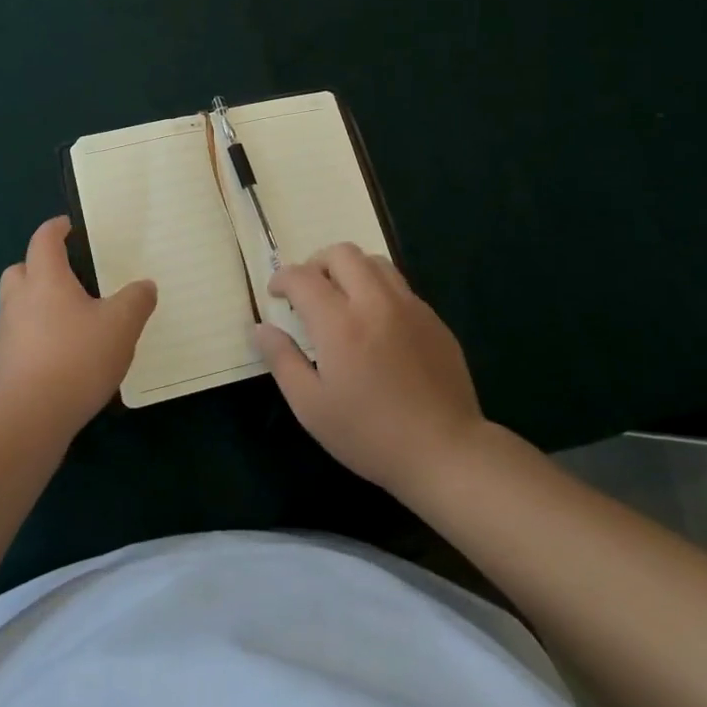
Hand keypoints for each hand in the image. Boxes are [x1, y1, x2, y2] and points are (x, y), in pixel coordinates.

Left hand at [0, 216, 156, 439]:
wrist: (26, 419)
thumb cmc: (75, 358)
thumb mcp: (121, 326)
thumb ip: (136, 301)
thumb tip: (144, 285)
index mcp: (45, 280)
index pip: (44, 240)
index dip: (56, 229)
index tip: (68, 226)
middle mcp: (18, 300)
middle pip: (20, 270)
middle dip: (38, 267)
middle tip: (66, 277)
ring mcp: (4, 335)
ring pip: (17, 307)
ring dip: (36, 307)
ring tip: (69, 324)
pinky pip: (17, 341)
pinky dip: (34, 341)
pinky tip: (59, 361)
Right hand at [255, 243, 486, 499]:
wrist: (446, 452)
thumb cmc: (369, 434)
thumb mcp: (311, 406)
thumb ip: (282, 360)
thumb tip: (261, 329)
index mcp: (340, 323)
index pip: (302, 277)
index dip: (282, 278)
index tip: (276, 294)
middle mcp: (375, 302)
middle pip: (342, 253)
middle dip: (316, 264)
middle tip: (308, 292)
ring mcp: (410, 307)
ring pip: (374, 262)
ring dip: (350, 270)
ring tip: (342, 300)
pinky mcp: (433, 320)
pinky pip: (400, 286)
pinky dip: (378, 290)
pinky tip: (376, 325)